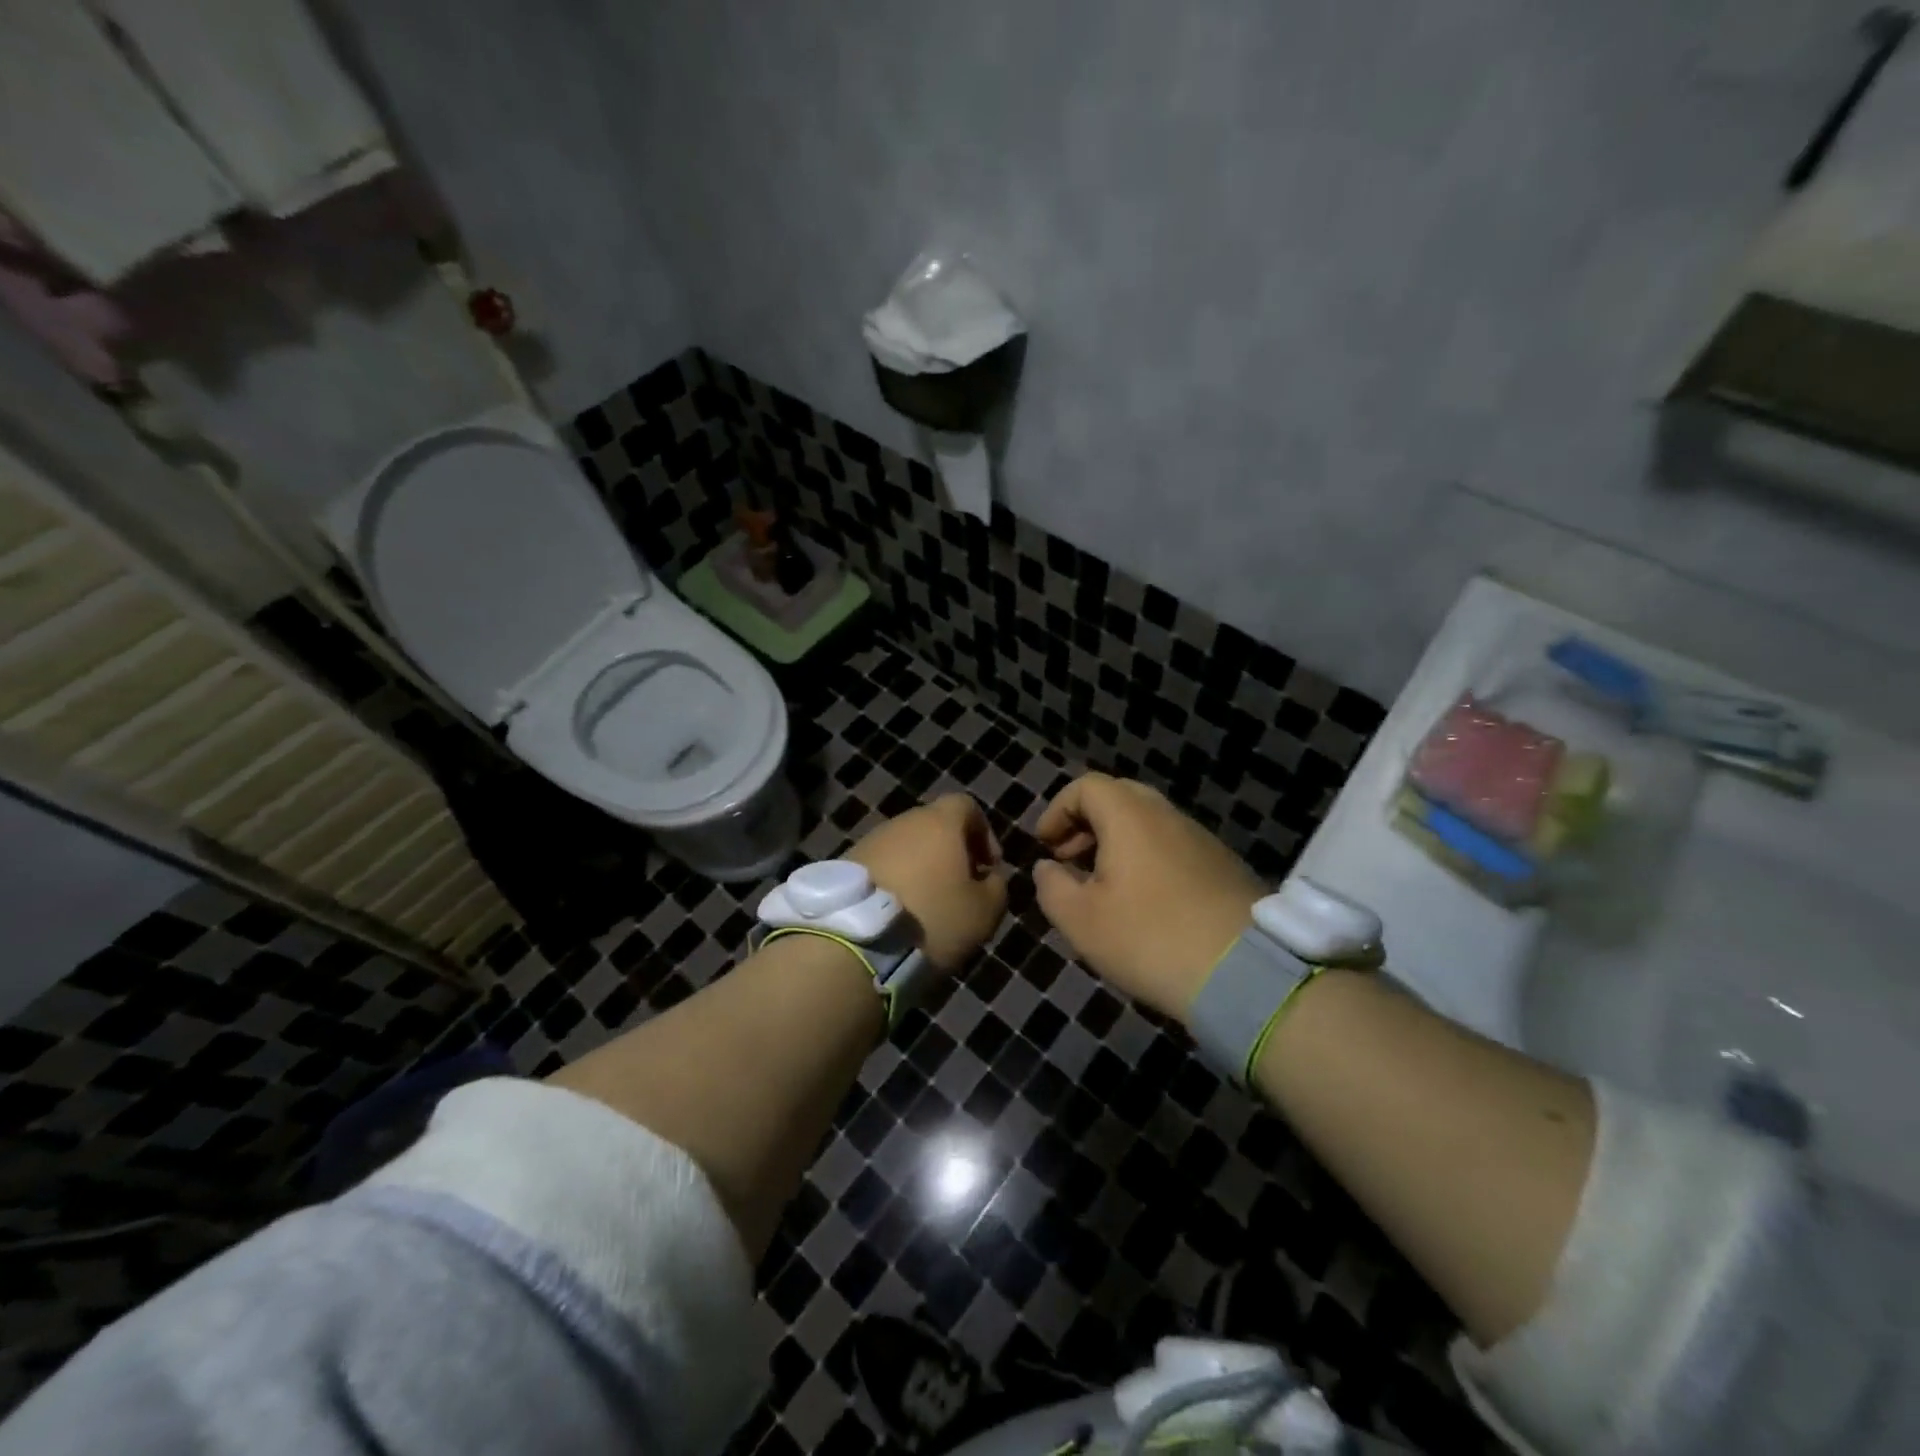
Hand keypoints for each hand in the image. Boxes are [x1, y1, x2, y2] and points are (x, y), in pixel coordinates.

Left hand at [848, 794, 1006, 970]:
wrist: (854, 943)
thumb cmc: (931, 919)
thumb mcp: (985, 912)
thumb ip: (996, 887)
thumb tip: (989, 878)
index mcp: (939, 823)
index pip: (966, 806)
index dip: (983, 833)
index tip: (989, 867)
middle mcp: (903, 822)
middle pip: (934, 826)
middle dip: (951, 853)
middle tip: (959, 890)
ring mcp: (870, 841)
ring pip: (905, 848)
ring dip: (920, 869)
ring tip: (927, 907)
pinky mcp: (845, 865)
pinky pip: (881, 866)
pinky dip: (894, 883)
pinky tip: (897, 915)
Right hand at [1033, 773, 1264, 1021]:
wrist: (1245, 974)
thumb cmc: (1149, 938)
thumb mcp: (1081, 920)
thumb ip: (1052, 886)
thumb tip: (1048, 868)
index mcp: (1130, 816)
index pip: (1086, 786)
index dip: (1058, 810)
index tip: (1045, 846)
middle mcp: (1168, 815)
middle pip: (1119, 798)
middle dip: (1087, 823)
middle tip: (1070, 859)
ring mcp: (1201, 839)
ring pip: (1149, 824)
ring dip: (1117, 843)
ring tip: (1103, 886)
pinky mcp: (1223, 866)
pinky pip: (1173, 847)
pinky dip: (1147, 859)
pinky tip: (1144, 902)